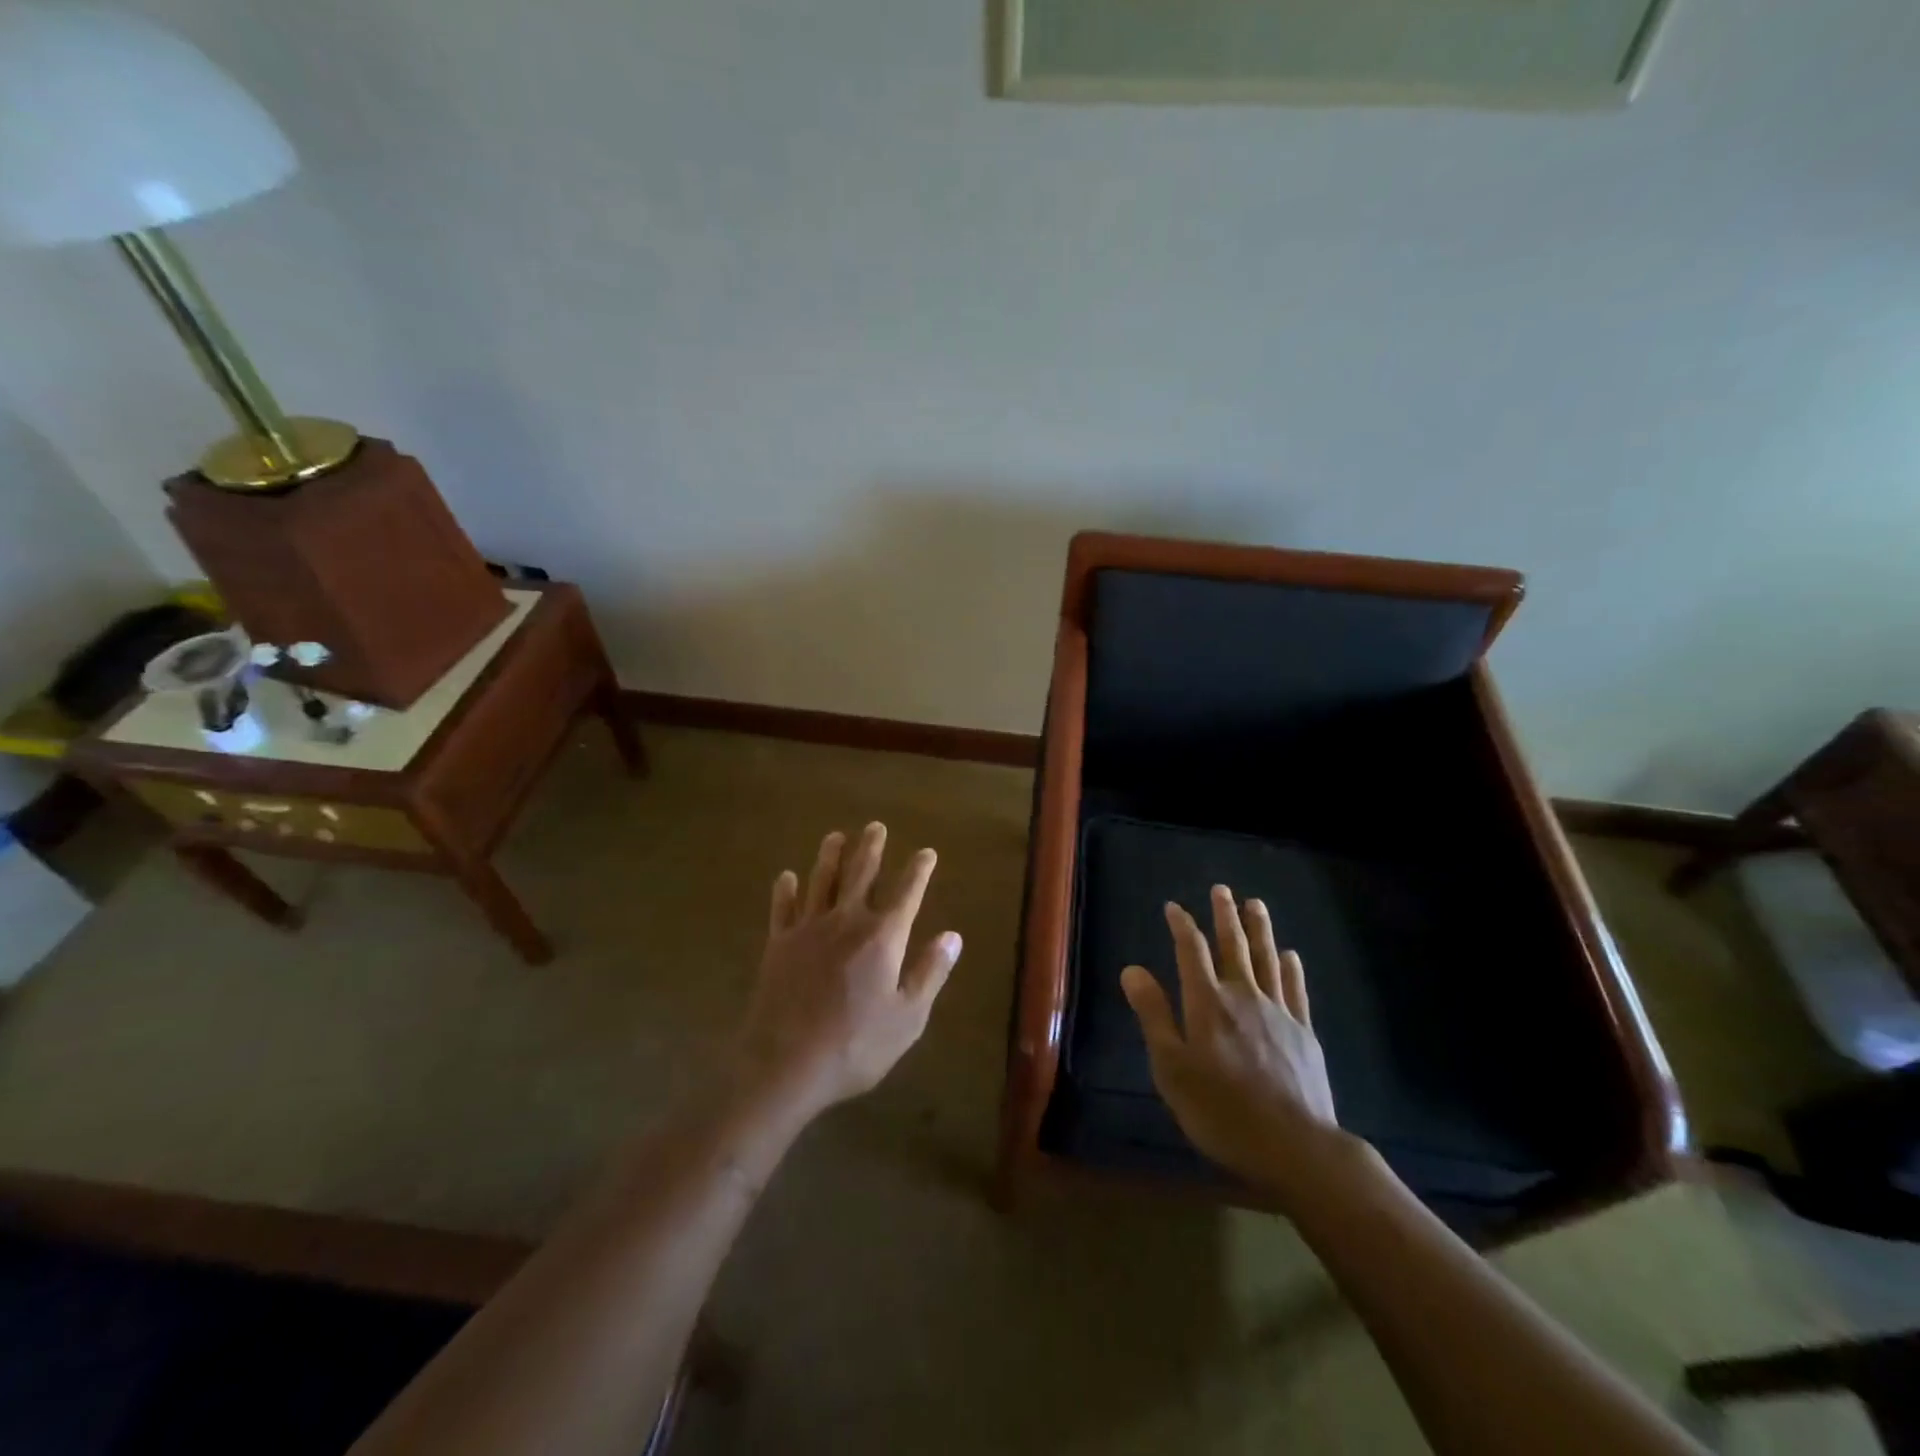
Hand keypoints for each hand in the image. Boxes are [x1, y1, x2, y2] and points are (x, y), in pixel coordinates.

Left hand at [735, 823, 961, 1120]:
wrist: (785, 1064)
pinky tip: (786, 876)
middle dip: (871, 848)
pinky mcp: (779, 944)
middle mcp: (847, 921)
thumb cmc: (856, 1045)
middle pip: (861, 874)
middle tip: (875, 826)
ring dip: (830, 856)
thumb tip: (953, 936)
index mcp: (883, 937)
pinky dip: (785, 890)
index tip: (927, 852)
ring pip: (821, 881)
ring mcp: (809, 929)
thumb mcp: (908, 1018)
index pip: (907, 892)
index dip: (919, 870)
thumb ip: (930, 972)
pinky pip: (783, 908)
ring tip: (836, 836)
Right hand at [1121, 886, 1345, 1201]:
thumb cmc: (1221, 1110)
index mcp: (1207, 1003)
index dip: (1182, 926)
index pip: (1191, 951)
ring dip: (1259, 929)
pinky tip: (1290, 954)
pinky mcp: (1304, 1032)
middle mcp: (1243, 996)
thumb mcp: (1171, 1068)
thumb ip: (1154, 1015)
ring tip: (1255, 905)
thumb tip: (1132, 969)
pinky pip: (1295, 989)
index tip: (1174, 907)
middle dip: (1225, 916)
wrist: (1295, 1146)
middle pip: (1233, 946)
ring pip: (1267, 959)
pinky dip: (1291, 968)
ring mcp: (1278, 1012)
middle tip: (1222, 890)